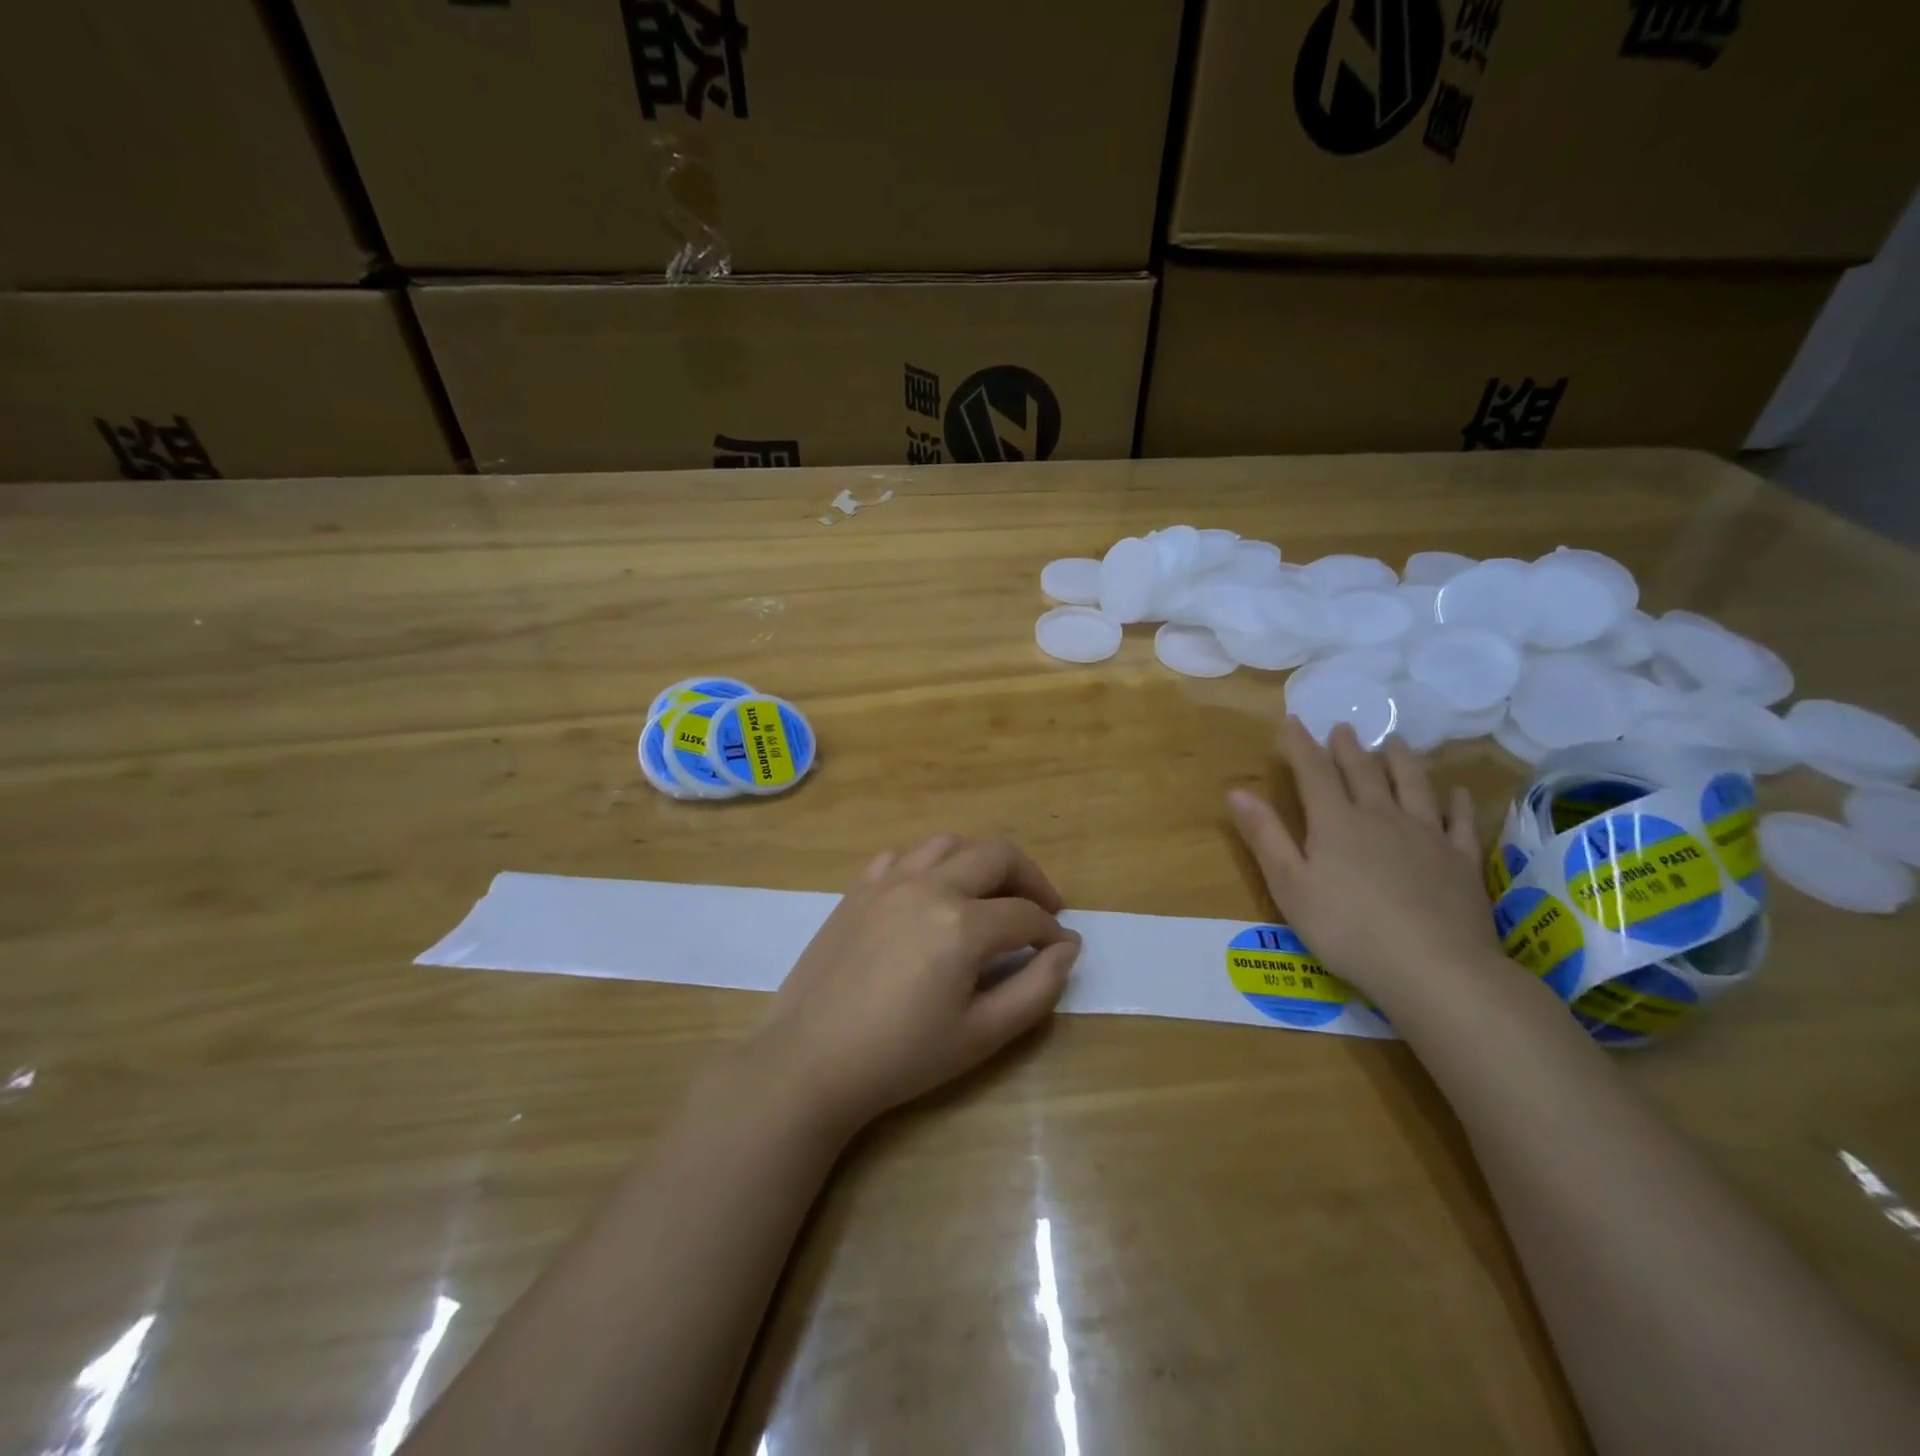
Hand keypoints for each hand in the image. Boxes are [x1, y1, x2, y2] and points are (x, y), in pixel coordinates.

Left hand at [748, 834, 1080, 1134]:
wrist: (810, 1060)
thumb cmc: (901, 1057)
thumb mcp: (981, 1036)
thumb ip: (1036, 990)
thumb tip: (1066, 949)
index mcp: (963, 924)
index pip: (1026, 914)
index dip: (1052, 930)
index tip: (1061, 947)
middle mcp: (929, 886)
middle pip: (997, 854)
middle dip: (1030, 878)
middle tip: (1041, 908)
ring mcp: (889, 881)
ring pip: (949, 843)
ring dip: (980, 862)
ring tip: (989, 895)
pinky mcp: (858, 889)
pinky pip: (902, 856)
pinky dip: (929, 866)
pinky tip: (929, 895)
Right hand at [1228, 719, 1510, 1017]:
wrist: (1434, 968)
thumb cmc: (1347, 930)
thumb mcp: (1290, 886)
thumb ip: (1265, 836)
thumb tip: (1237, 791)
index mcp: (1336, 823)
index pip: (1313, 773)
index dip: (1301, 746)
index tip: (1293, 721)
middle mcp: (1381, 817)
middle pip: (1363, 772)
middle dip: (1348, 748)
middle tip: (1343, 727)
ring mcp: (1426, 835)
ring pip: (1412, 785)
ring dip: (1401, 760)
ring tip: (1395, 742)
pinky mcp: (1461, 860)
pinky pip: (1458, 820)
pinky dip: (1454, 801)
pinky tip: (1454, 791)